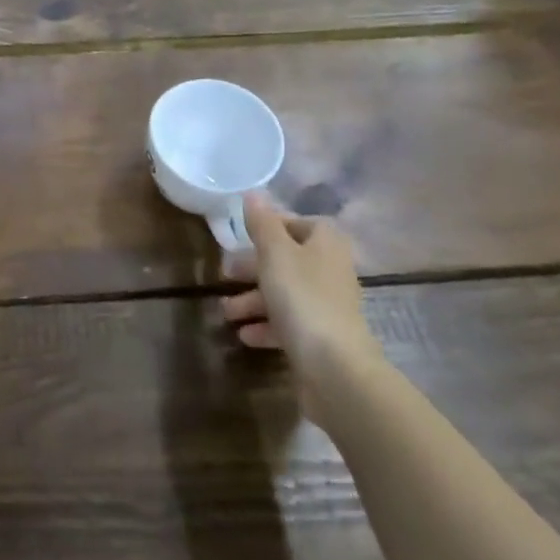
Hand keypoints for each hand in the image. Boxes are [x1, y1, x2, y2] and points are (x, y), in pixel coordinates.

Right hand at [219, 192, 384, 426]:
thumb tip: (254, 193)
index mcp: (325, 245)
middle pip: (288, 261)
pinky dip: (266, 326)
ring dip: (253, 301)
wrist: (334, 366)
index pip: (300, 224)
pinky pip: (289, 324)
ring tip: (226, 312)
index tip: (243, 236)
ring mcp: (328, 307)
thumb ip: (262, 223)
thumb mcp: (275, 253)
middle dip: (253, 269)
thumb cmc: (302, 297)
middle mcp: (330, 271)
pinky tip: (245, 335)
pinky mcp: (321, 338)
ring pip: (285, 294)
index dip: (272, 227)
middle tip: (224, 274)